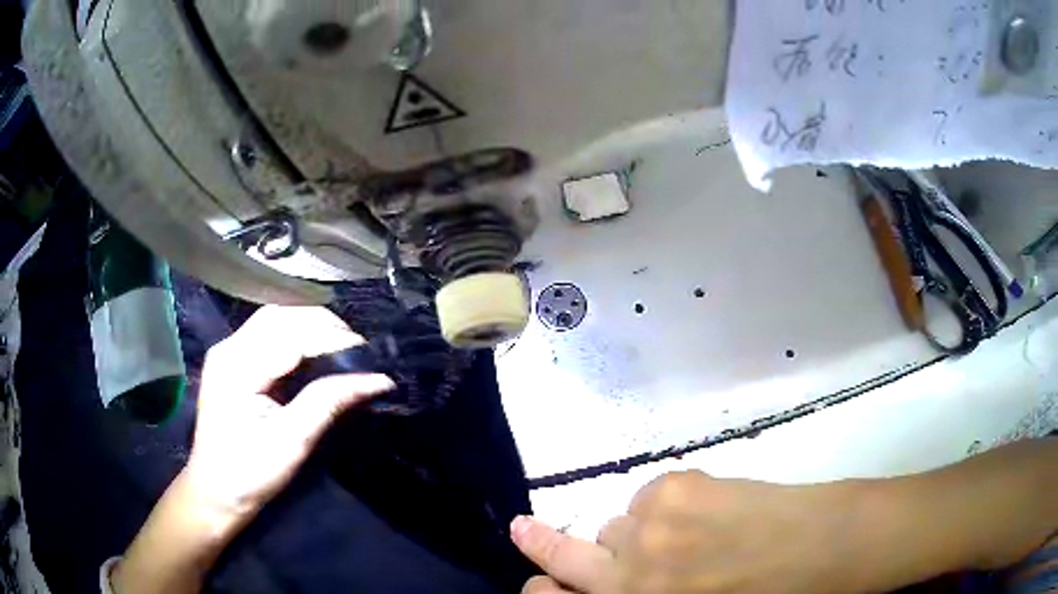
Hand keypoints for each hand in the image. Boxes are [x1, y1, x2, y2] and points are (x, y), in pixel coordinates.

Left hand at [185, 305, 395, 521]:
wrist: (214, 491)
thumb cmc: (251, 473)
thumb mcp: (293, 441)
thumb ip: (329, 402)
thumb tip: (376, 379)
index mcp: (238, 368)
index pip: (291, 335)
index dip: (332, 338)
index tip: (368, 354)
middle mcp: (228, 349)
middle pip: (280, 316)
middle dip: (322, 325)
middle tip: (357, 349)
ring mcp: (227, 352)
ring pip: (273, 319)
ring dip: (308, 325)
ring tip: (339, 345)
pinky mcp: (230, 361)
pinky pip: (266, 332)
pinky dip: (294, 334)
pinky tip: (312, 350)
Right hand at [511, 471, 851, 593]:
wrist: (823, 550)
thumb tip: (617, 587)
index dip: (541, 591)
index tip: (536, 584)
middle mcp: (627, 574)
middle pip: (559, 554)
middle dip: (538, 545)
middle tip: (524, 531)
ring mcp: (647, 527)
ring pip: (615, 525)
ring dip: (634, 535)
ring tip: (682, 539)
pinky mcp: (673, 488)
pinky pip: (647, 499)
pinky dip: (663, 510)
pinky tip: (702, 516)